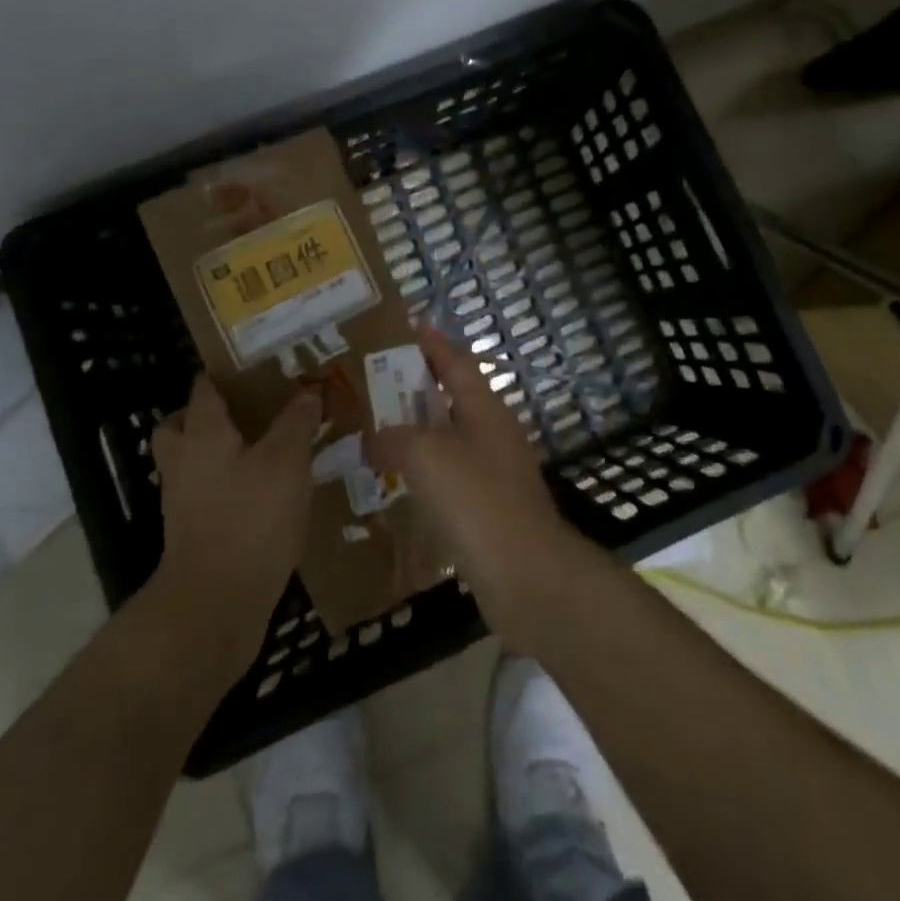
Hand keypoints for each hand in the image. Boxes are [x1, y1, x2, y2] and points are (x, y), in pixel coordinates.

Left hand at [148, 375, 317, 683]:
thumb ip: (296, 423)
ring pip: (192, 462)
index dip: (222, 375)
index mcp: (202, 433)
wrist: (214, 604)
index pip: (203, 390)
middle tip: (245, 412)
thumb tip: (308, 392)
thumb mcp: (286, 462)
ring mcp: (183, 501)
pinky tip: (263, 494)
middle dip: (205, 416)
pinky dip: (226, 488)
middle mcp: (184, 461)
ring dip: (217, 453)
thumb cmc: (250, 518)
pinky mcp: (193, 534)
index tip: (251, 366)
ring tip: (262, 451)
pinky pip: (205, 495)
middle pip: (180, 426)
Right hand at [365, 324, 588, 652]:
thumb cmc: (477, 500)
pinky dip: (423, 475)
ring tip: (376, 432)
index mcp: (485, 408)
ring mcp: (494, 472)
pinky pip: (450, 479)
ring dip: (417, 434)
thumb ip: (393, 439)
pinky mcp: (489, 509)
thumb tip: (371, 439)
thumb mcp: (427, 456)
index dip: (431, 342)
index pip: (456, 361)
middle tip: (375, 382)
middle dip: (417, 388)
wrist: (527, 575)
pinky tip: (396, 486)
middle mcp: (493, 433)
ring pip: (449, 440)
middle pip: (452, 398)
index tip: (407, 325)